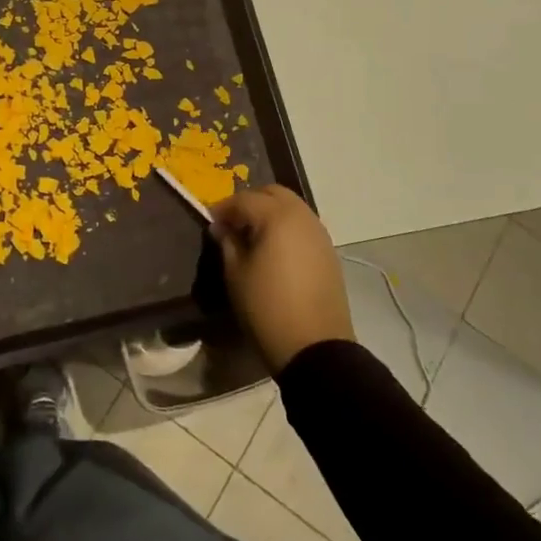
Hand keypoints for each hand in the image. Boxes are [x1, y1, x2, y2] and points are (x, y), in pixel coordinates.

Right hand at [210, 184, 352, 374]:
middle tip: (233, 224)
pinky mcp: (329, 252)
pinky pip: (304, 226)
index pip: (244, 200)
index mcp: (277, 217)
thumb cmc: (267, 308)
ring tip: (253, 237)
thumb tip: (222, 227)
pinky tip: (275, 251)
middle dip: (251, 202)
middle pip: (273, 193)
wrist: (315, 347)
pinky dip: (287, 227)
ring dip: (271, 213)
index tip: (210, 222)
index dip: (223, 208)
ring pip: (292, 207)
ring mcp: (320, 234)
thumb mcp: (236, 274)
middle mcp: (302, 217)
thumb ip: (227, 243)